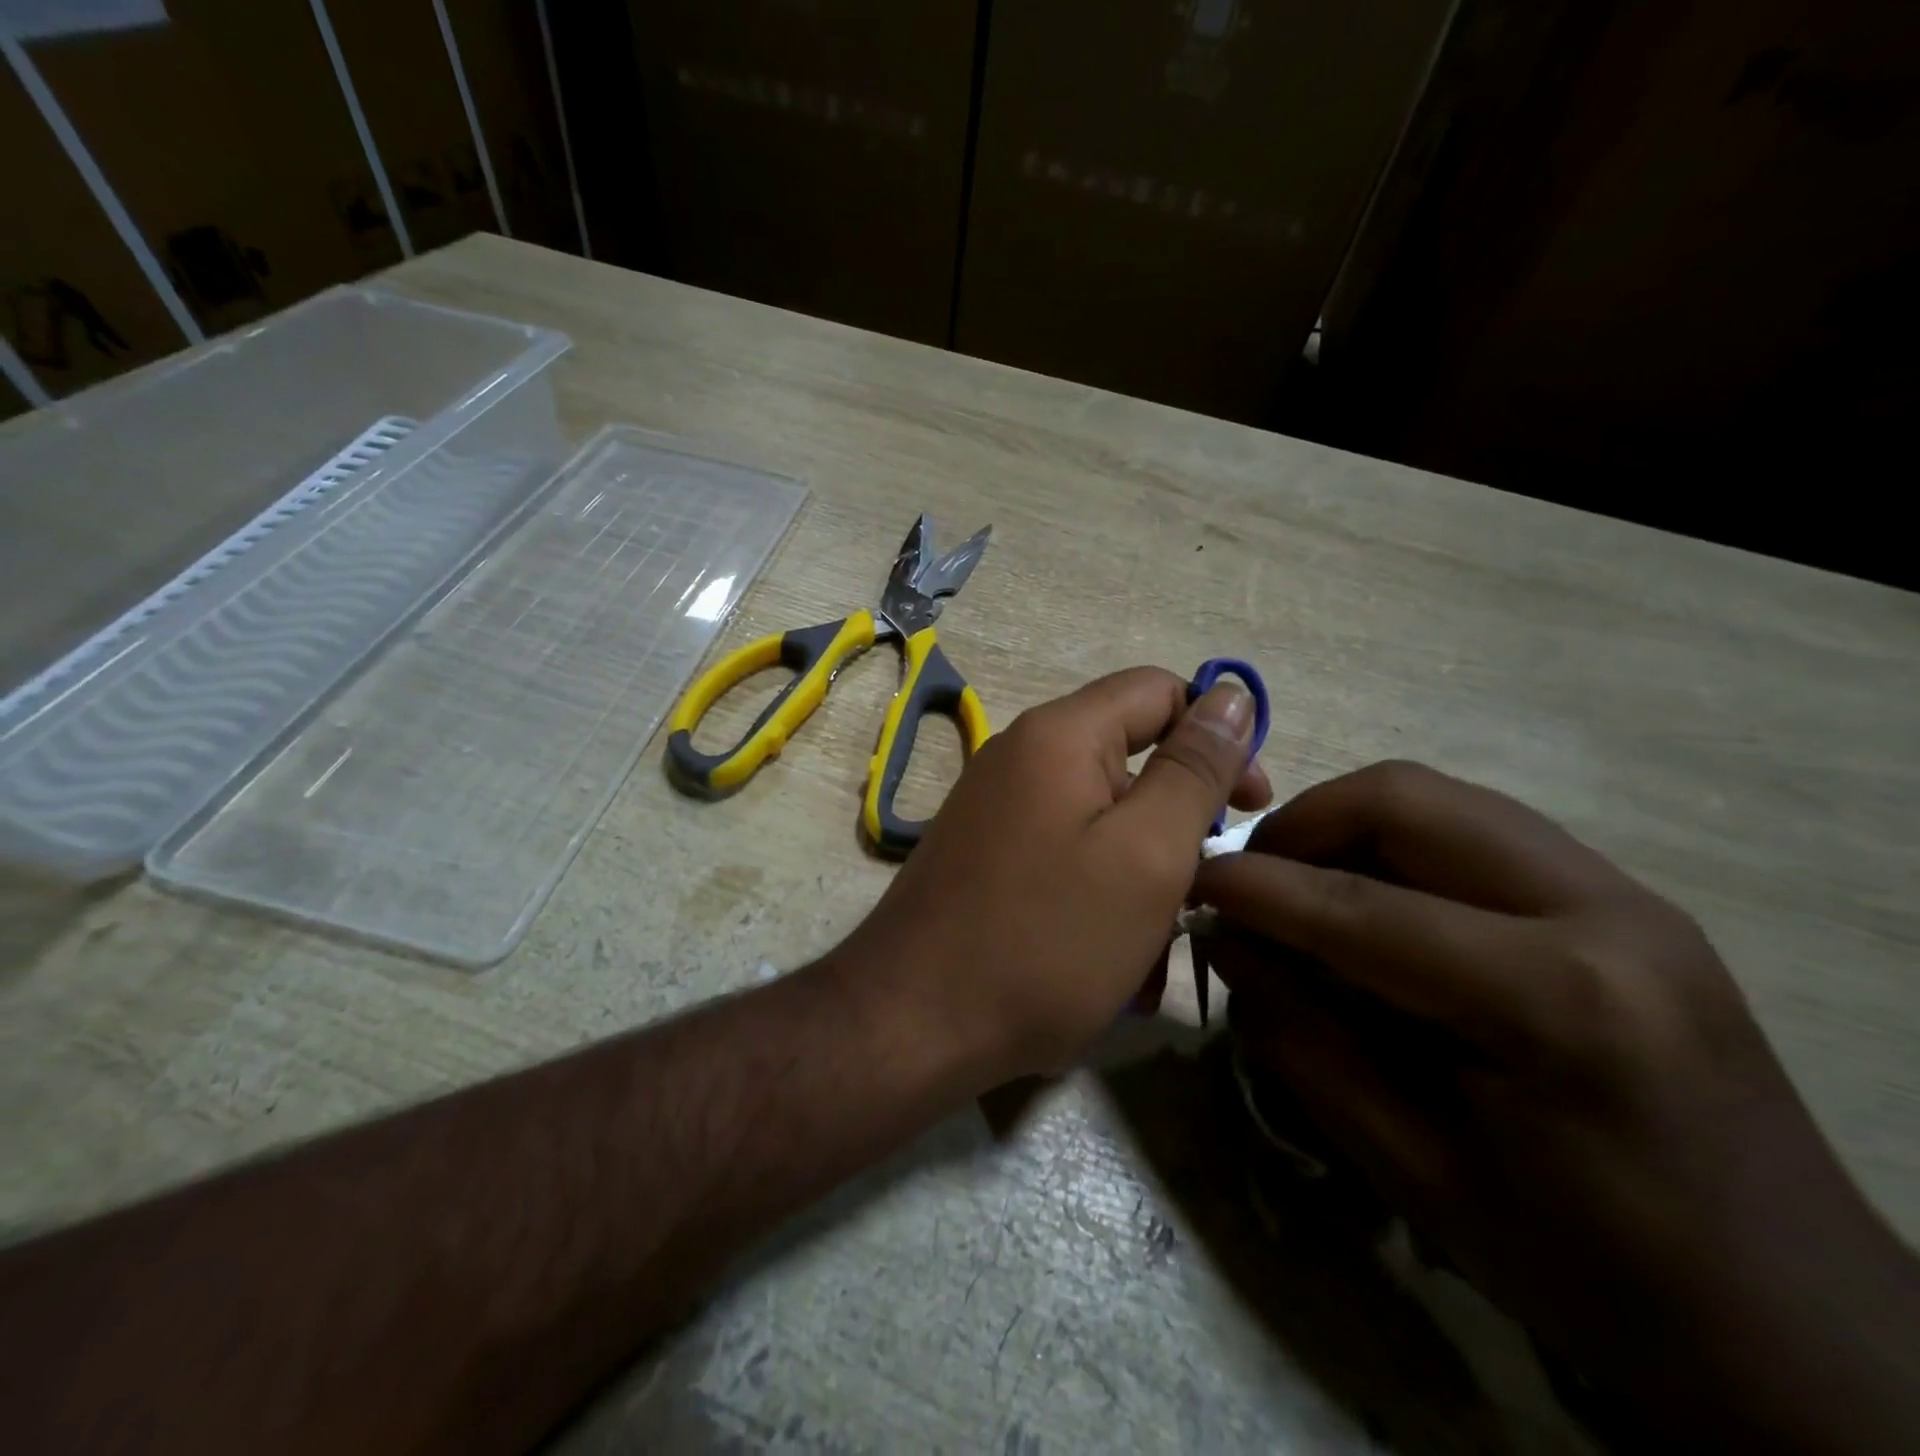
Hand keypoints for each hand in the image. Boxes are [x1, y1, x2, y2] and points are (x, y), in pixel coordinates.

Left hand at [838, 667, 1268, 1084]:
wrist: (911, 1023)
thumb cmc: (1045, 940)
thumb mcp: (1146, 854)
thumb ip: (1193, 770)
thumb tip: (1232, 694)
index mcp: (1059, 735)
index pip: (1160, 691)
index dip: (1217, 736)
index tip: (1250, 807)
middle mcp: (1020, 757)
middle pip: (1130, 761)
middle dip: (1177, 827)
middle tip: (1199, 896)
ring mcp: (996, 809)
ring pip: (1101, 823)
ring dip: (1142, 880)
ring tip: (1150, 955)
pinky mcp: (985, 857)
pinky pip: (1064, 857)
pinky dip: (1098, 898)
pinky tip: (1110, 965)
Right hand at [1193, 761, 1919, 1453]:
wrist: (1797, 1325)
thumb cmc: (1589, 1271)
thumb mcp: (1413, 1167)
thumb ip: (1302, 1039)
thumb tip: (1225, 941)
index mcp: (1559, 999)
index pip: (1361, 905)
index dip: (1256, 887)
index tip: (1188, 880)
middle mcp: (1603, 910)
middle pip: (1408, 798)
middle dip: (1302, 824)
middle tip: (1249, 879)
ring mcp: (1625, 892)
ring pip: (1440, 797)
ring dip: (1346, 826)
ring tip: (1298, 886)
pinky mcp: (1624, 898)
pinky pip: (1475, 828)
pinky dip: (1397, 845)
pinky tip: (1371, 902)